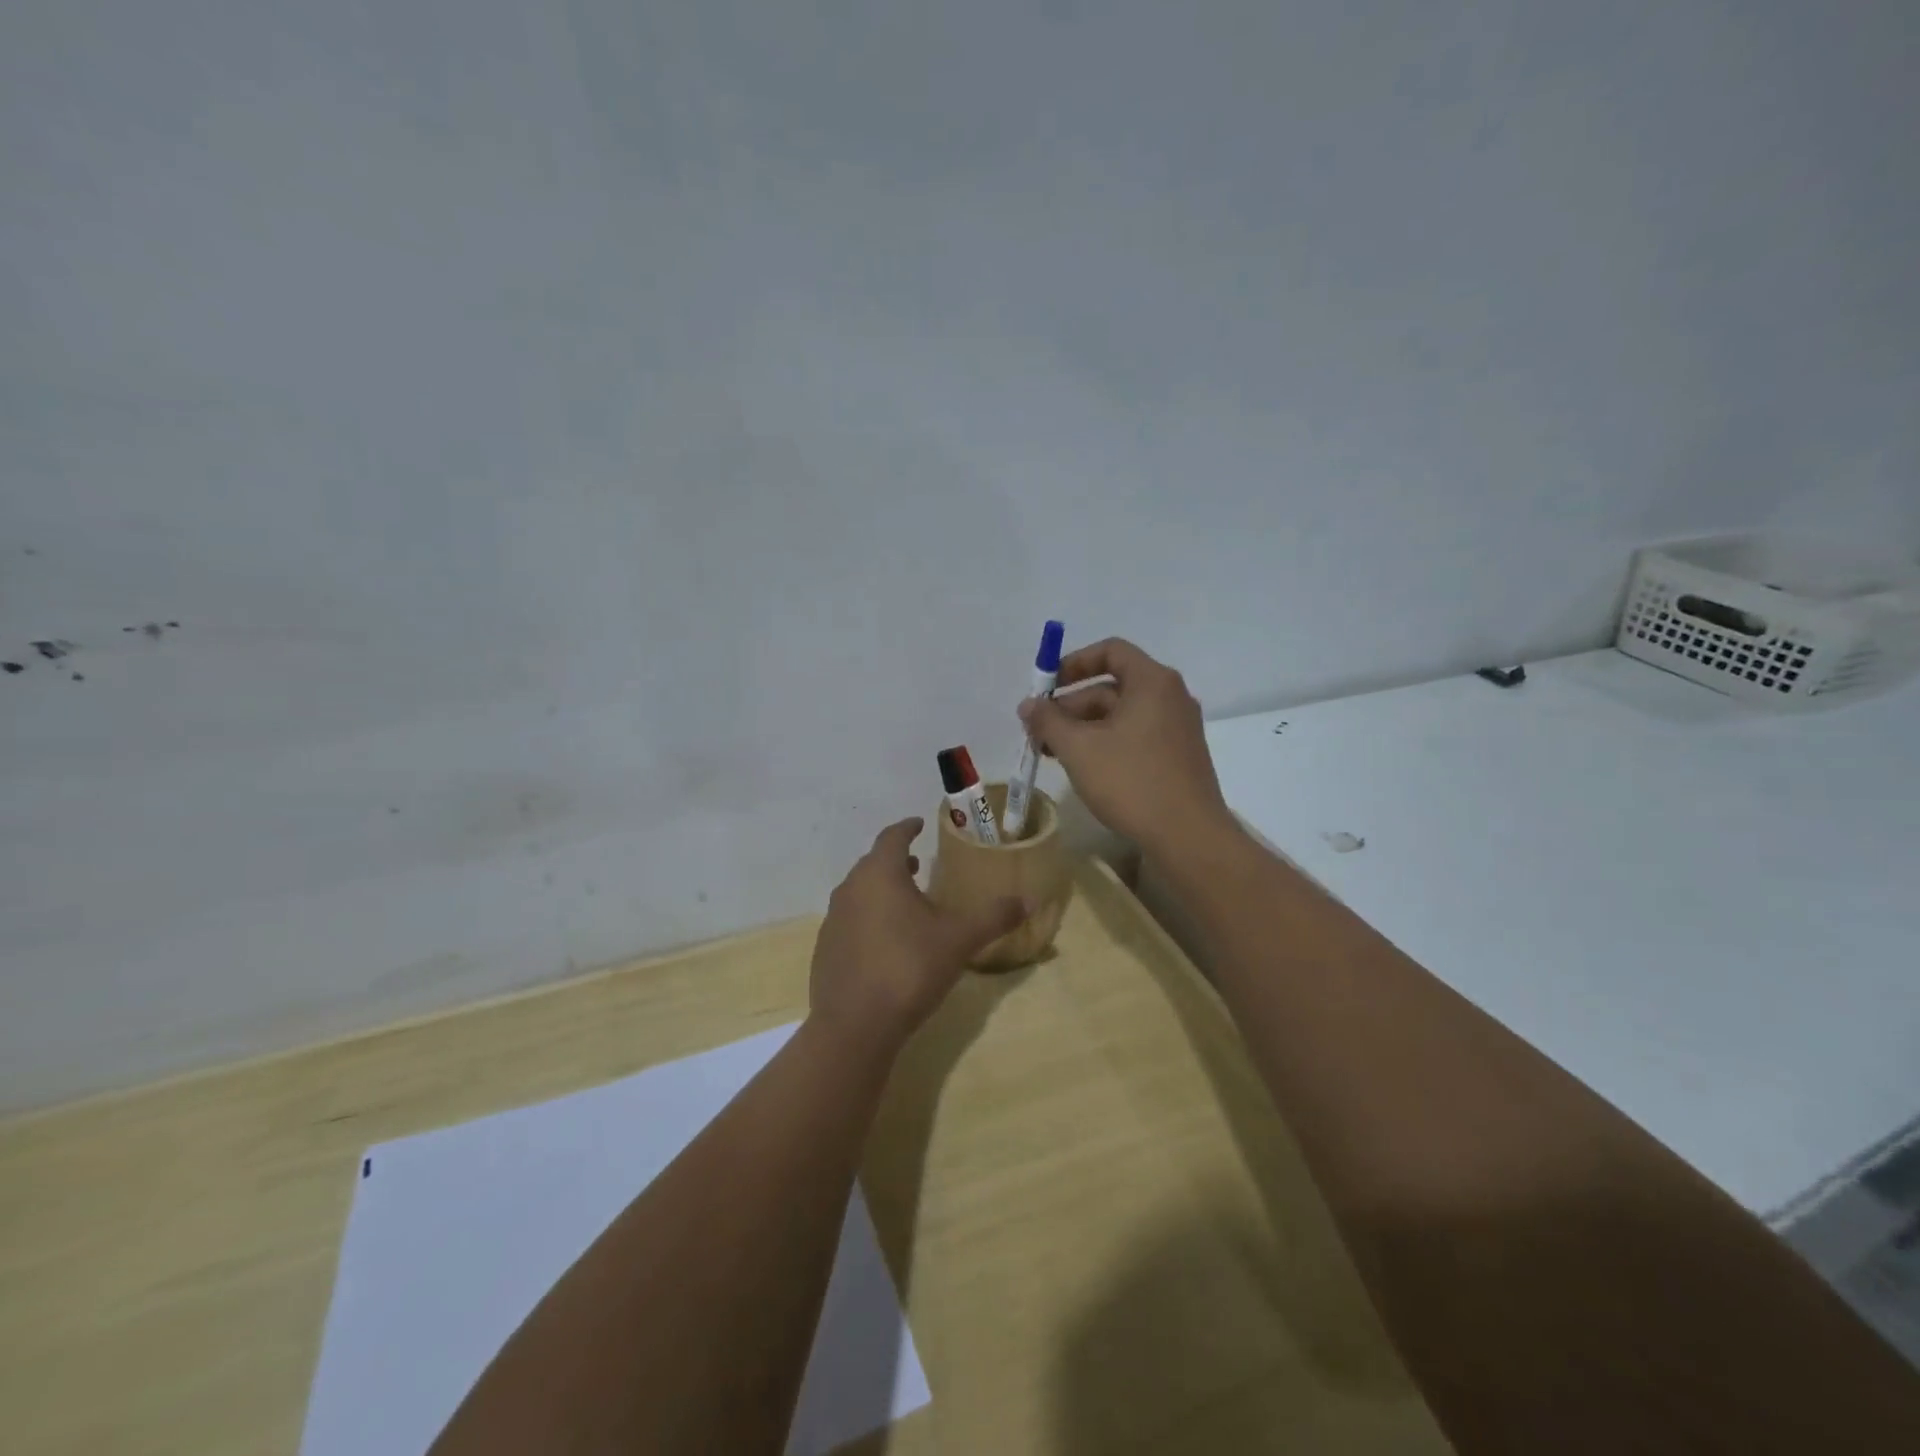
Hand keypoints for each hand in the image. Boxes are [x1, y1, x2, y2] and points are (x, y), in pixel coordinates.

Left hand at [808, 818, 1026, 1053]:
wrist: (855, 1025)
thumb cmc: (909, 968)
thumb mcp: (959, 940)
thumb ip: (993, 917)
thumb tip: (1028, 900)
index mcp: (880, 875)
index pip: (892, 837)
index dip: (907, 828)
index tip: (918, 824)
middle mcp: (850, 889)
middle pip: (873, 864)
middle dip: (896, 860)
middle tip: (919, 863)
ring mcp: (833, 920)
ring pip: (859, 892)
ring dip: (882, 889)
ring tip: (906, 901)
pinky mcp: (825, 950)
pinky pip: (850, 921)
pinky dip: (869, 918)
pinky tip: (886, 941)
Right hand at [1019, 638, 1236, 854]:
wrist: (1188, 837)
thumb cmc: (1132, 781)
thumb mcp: (1079, 748)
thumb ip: (1048, 721)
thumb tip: (1028, 705)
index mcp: (1152, 682)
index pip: (1110, 651)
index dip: (1073, 663)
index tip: (1046, 687)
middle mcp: (1170, 697)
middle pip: (1112, 686)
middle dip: (1070, 706)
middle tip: (1038, 732)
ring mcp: (1177, 729)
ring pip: (1121, 716)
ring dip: (1084, 728)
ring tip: (1053, 754)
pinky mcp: (1178, 757)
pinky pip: (1135, 736)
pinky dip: (1106, 744)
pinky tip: (1083, 769)